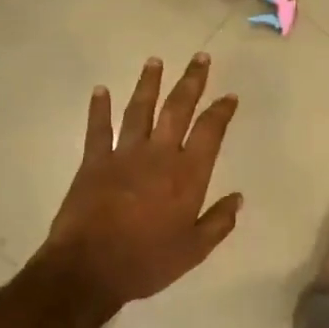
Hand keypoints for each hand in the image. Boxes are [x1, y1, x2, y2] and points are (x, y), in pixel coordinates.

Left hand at [42, 54, 241, 306]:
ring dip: (149, 84)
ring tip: (155, 61)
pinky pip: (98, 128)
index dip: (221, 111)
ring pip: (140, 110)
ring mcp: (124, 154)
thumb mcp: (194, 250)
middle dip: (191, 82)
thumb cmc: (147, 262)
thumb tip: (238, 198)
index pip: (210, 132)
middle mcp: (159, 155)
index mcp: (188, 175)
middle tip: (200, 58)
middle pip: (178, 109)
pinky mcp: (93, 161)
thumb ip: (218, 222)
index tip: (229, 96)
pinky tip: (101, 90)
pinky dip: (99, 108)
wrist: (90, 269)